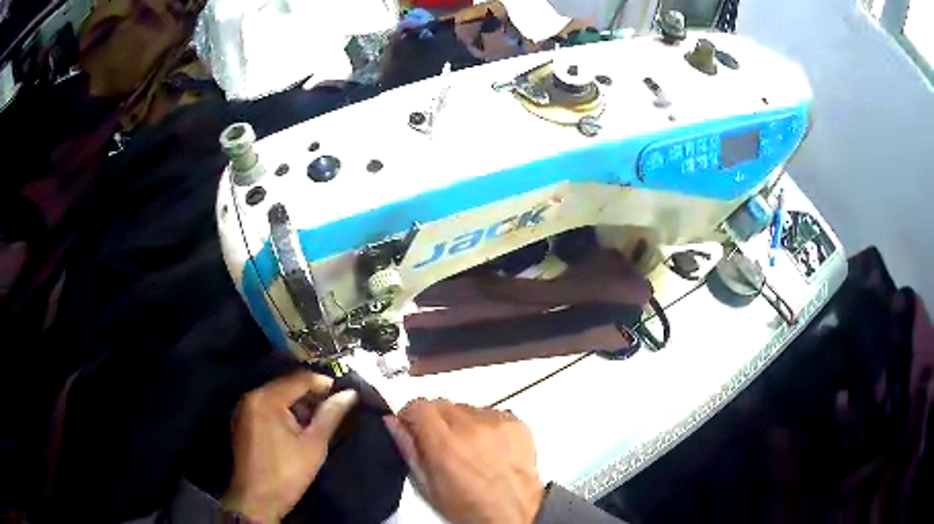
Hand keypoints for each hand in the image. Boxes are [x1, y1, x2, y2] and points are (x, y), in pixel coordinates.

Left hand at [222, 371, 357, 522]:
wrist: (257, 499)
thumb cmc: (287, 473)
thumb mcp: (314, 445)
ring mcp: (244, 409)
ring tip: (319, 420)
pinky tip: (298, 428)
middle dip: (311, 395)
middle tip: (334, 408)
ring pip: (276, 397)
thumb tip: (349, 394)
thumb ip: (331, 415)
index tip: (344, 393)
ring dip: (298, 404)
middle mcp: (251, 397)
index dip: (323, 384)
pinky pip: (266, 407)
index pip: (299, 379)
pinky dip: (283, 412)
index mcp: (266, 399)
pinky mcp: (242, 422)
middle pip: (286, 386)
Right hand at [384, 399, 544, 523]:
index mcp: (444, 445)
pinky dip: (486, 425)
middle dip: (435, 419)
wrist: (514, 511)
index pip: (418, 405)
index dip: (411, 415)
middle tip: (441, 442)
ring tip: (468, 448)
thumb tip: (393, 423)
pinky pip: (491, 412)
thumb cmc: (471, 507)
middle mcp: (471, 428)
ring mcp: (496, 423)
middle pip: (441, 404)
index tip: (412, 425)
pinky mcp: (516, 423)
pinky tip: (488, 447)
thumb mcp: (427, 486)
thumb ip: (407, 449)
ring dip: (461, 422)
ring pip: (466, 407)